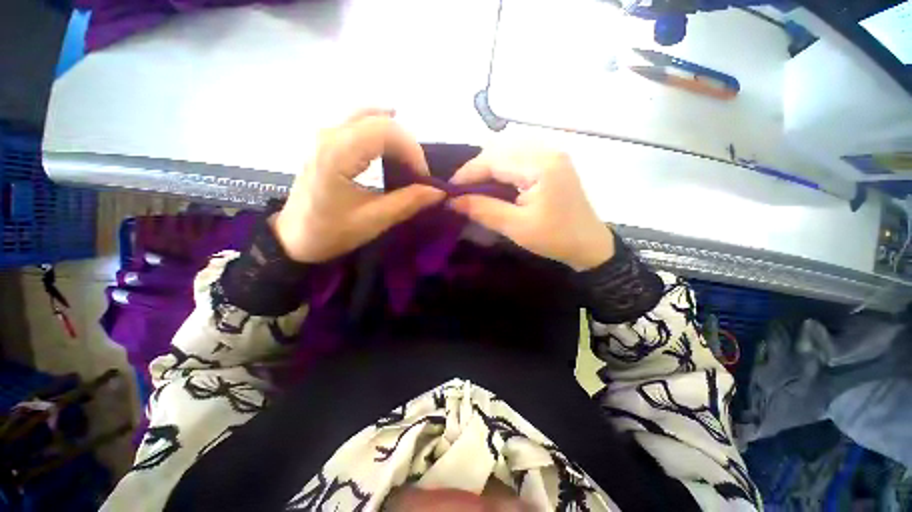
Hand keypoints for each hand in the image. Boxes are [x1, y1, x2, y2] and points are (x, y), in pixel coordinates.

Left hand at [273, 110, 445, 262]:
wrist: (293, 237)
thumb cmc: (330, 232)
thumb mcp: (373, 221)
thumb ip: (408, 202)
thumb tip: (438, 191)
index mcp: (338, 153)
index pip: (386, 131)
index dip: (413, 151)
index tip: (423, 179)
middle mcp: (330, 134)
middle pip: (380, 119)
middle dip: (407, 145)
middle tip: (417, 173)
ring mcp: (326, 134)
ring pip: (370, 117)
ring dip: (395, 138)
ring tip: (406, 164)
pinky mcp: (327, 141)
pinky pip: (360, 124)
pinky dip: (381, 134)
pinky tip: (389, 151)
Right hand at [448, 149, 613, 270]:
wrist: (589, 245)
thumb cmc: (555, 238)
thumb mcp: (516, 227)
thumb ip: (483, 210)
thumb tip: (452, 201)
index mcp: (540, 165)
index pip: (494, 160)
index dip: (468, 173)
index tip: (449, 190)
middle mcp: (546, 151)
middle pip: (500, 149)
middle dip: (476, 169)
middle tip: (462, 191)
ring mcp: (551, 154)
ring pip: (508, 150)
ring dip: (488, 166)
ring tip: (475, 187)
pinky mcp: (552, 162)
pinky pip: (519, 156)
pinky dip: (501, 167)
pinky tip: (495, 183)